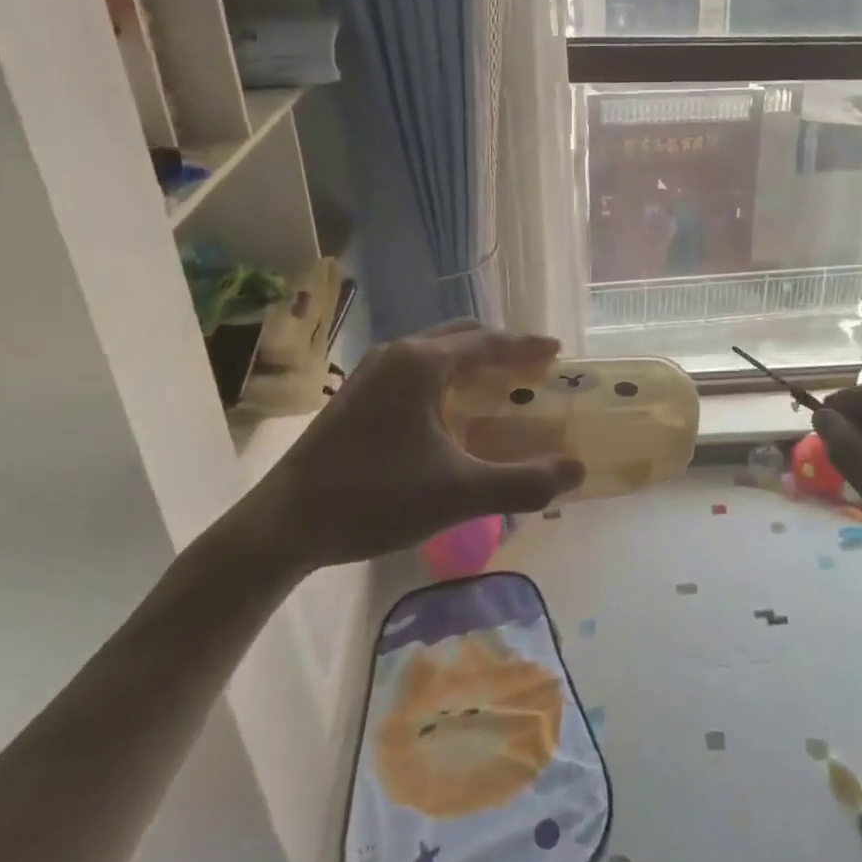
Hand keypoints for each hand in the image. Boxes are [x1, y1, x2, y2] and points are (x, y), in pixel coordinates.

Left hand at [244, 320, 585, 572]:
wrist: (284, 524)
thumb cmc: (376, 498)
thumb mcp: (460, 494)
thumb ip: (524, 482)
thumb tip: (577, 471)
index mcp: (423, 364)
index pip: (488, 343)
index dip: (526, 347)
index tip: (557, 350)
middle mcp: (398, 355)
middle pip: (462, 337)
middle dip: (501, 349)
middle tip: (532, 370)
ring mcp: (371, 373)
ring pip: (435, 352)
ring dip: (471, 362)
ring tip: (498, 386)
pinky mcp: (356, 395)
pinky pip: (415, 371)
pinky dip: (446, 377)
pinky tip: (451, 412)